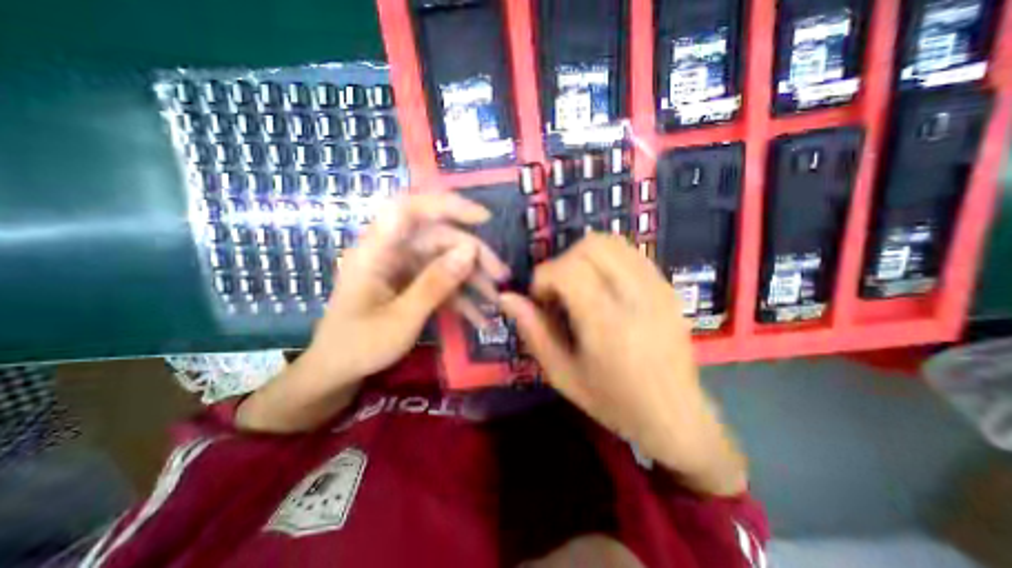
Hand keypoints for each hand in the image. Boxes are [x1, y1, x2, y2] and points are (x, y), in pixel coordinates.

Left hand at [310, 192, 509, 383]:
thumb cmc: (360, 346)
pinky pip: (442, 282)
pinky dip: (461, 297)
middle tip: (501, 276)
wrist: (339, 371)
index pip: (409, 209)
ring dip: (472, 278)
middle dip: (473, 255)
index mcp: (376, 251)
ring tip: (496, 300)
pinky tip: (481, 318)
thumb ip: (435, 284)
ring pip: (446, 260)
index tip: (483, 219)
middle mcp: (391, 252)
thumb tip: (469, 251)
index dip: (447, 205)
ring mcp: (403, 268)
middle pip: (439, 238)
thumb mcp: (402, 319)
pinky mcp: (412, 284)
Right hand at [498, 234, 744, 494]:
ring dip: (584, 256)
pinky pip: (630, 252)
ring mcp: (657, 287)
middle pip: (590, 246)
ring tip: (579, 286)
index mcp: (607, 324)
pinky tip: (603, 286)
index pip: (567, 270)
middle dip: (563, 262)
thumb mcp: (562, 374)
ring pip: (611, 242)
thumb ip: (533, 331)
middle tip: (559, 292)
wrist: (675, 416)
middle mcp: (636, 296)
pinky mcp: (668, 286)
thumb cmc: (613, 402)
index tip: (540, 299)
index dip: (543, 277)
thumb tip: (507, 297)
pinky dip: (607, 259)